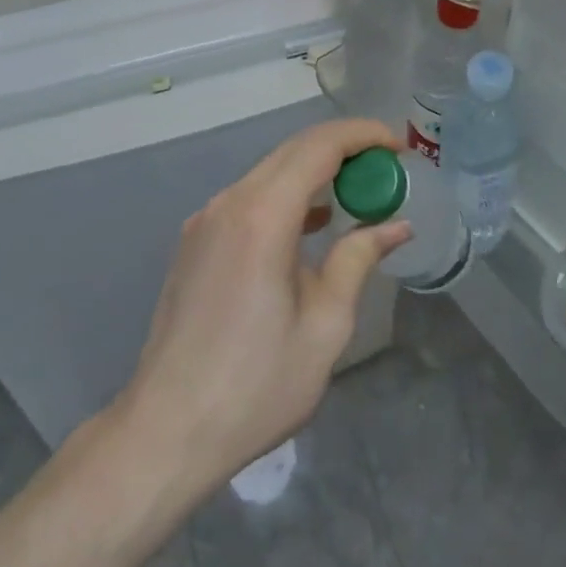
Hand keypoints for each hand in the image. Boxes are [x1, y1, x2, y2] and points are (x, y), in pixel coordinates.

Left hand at [115, 118, 410, 494]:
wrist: (166, 431)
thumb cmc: (256, 385)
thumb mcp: (325, 325)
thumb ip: (358, 260)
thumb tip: (396, 225)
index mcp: (262, 217)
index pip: (318, 147)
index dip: (363, 135)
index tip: (398, 147)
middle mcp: (229, 204)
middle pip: (293, 151)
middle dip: (344, 149)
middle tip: (387, 168)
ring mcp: (205, 221)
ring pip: (269, 173)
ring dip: (315, 172)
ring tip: (358, 192)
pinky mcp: (195, 243)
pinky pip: (249, 199)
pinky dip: (287, 196)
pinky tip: (313, 223)